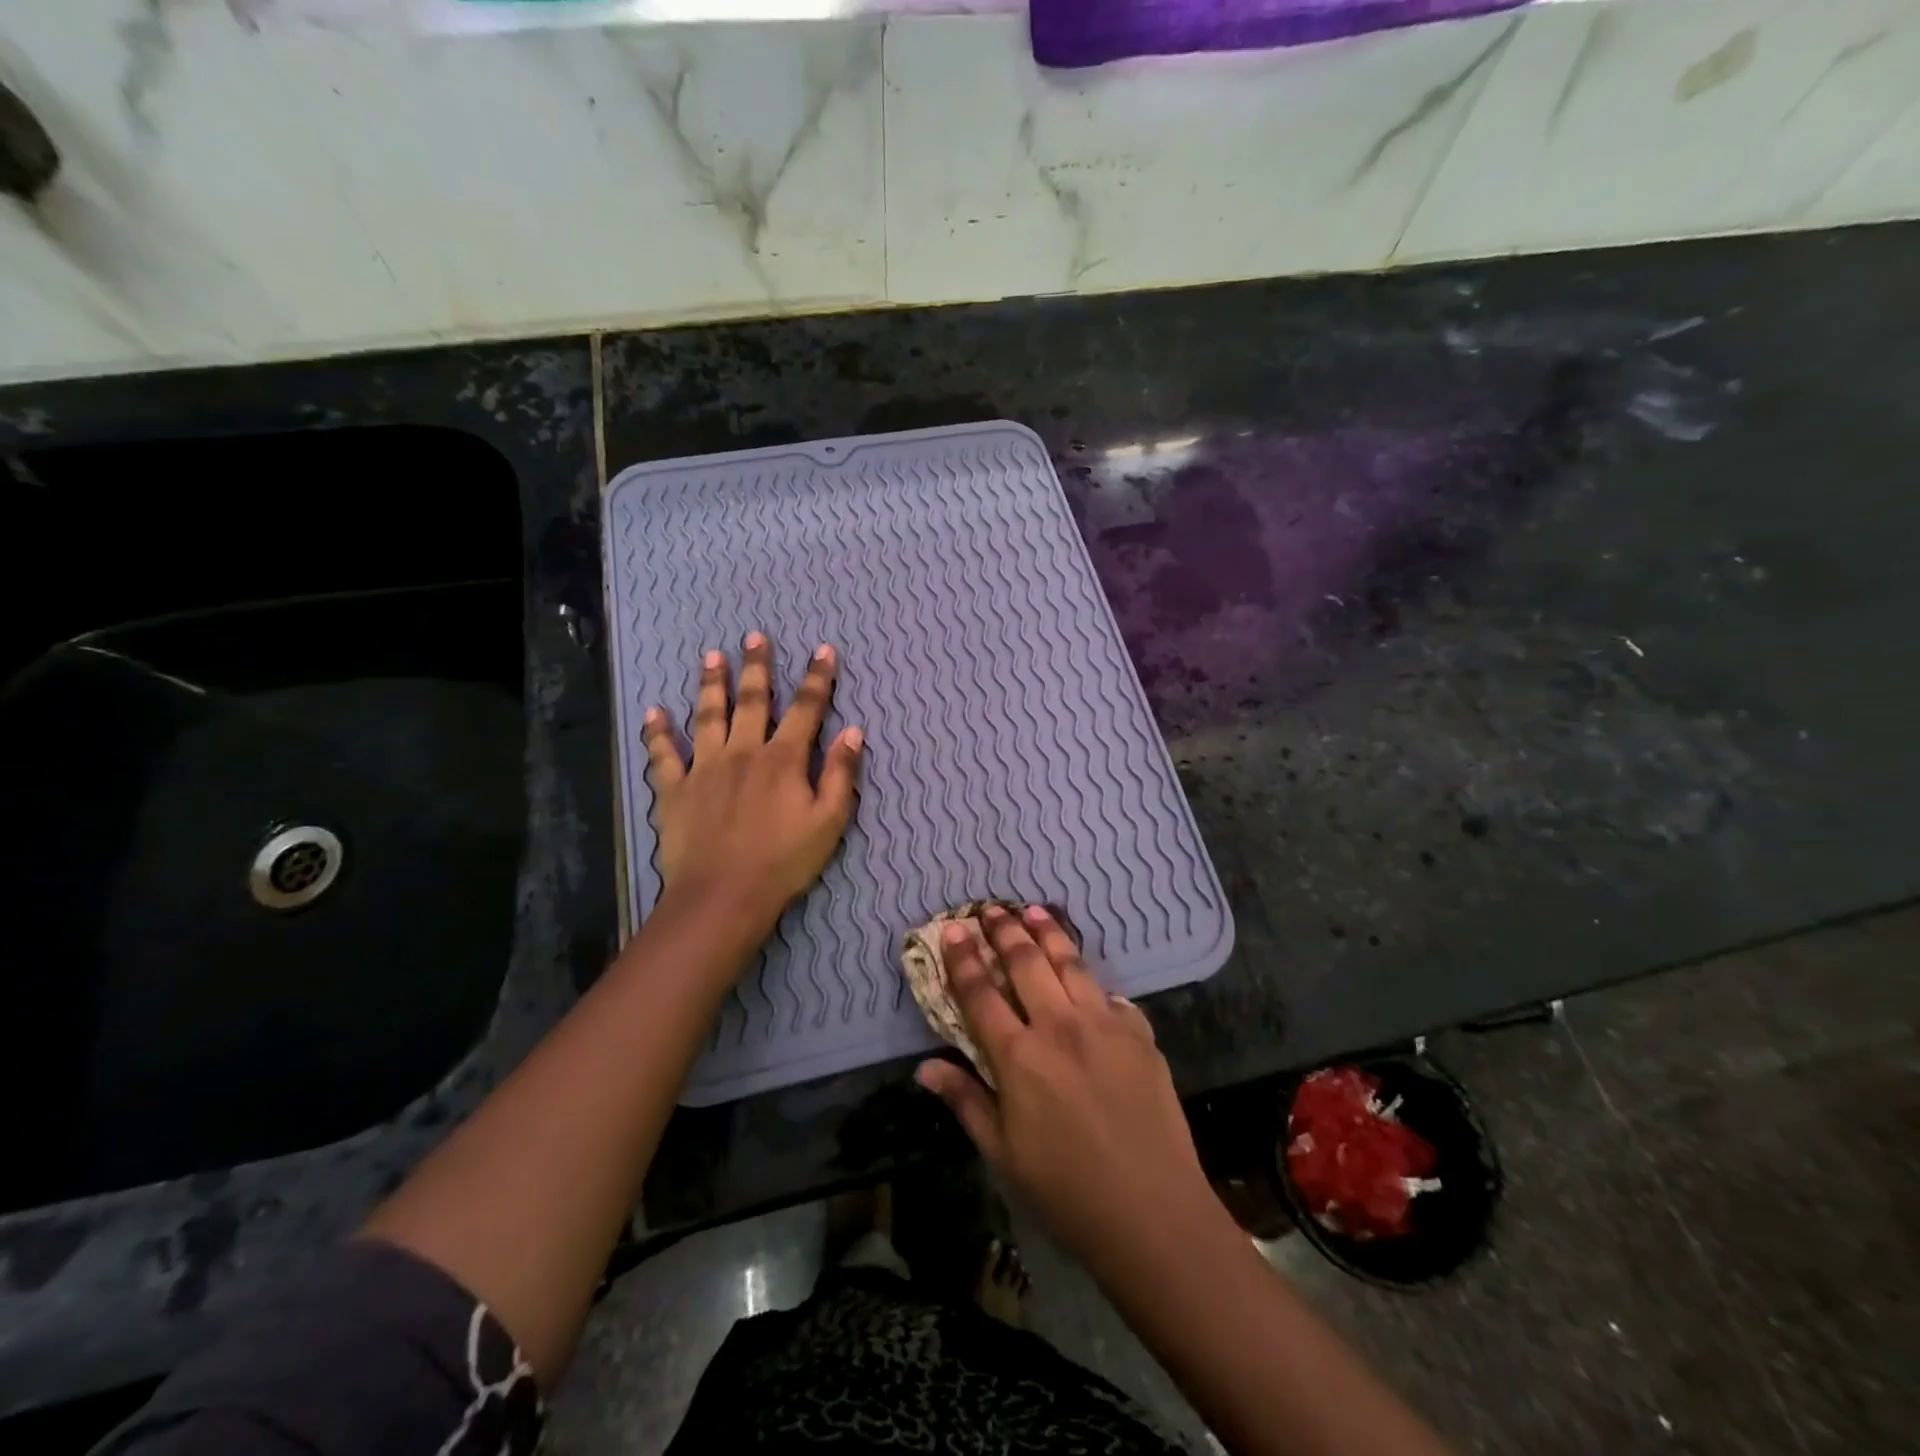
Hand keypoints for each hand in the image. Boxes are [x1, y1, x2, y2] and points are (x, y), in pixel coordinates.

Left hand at [641, 633, 862, 934]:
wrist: (723, 896)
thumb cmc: (784, 861)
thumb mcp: (829, 821)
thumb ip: (841, 774)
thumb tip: (853, 731)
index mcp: (783, 760)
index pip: (805, 709)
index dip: (817, 678)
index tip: (822, 650)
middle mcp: (743, 752)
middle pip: (752, 701)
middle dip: (757, 667)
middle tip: (754, 637)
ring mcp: (705, 768)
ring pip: (708, 716)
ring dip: (711, 684)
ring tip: (711, 656)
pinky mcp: (675, 789)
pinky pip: (663, 755)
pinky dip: (658, 733)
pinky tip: (653, 712)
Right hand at [916, 905, 1220, 1274]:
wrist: (1153, 1212)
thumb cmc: (1066, 1191)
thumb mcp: (1003, 1154)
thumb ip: (966, 1101)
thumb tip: (925, 1068)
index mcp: (1020, 1057)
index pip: (981, 993)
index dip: (963, 958)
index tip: (952, 928)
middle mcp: (1060, 1027)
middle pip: (1026, 963)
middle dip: (1004, 930)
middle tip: (990, 909)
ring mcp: (1105, 1025)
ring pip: (1070, 963)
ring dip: (1048, 933)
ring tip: (1034, 910)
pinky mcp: (1140, 1034)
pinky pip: (1110, 995)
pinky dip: (1091, 980)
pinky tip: (1087, 975)